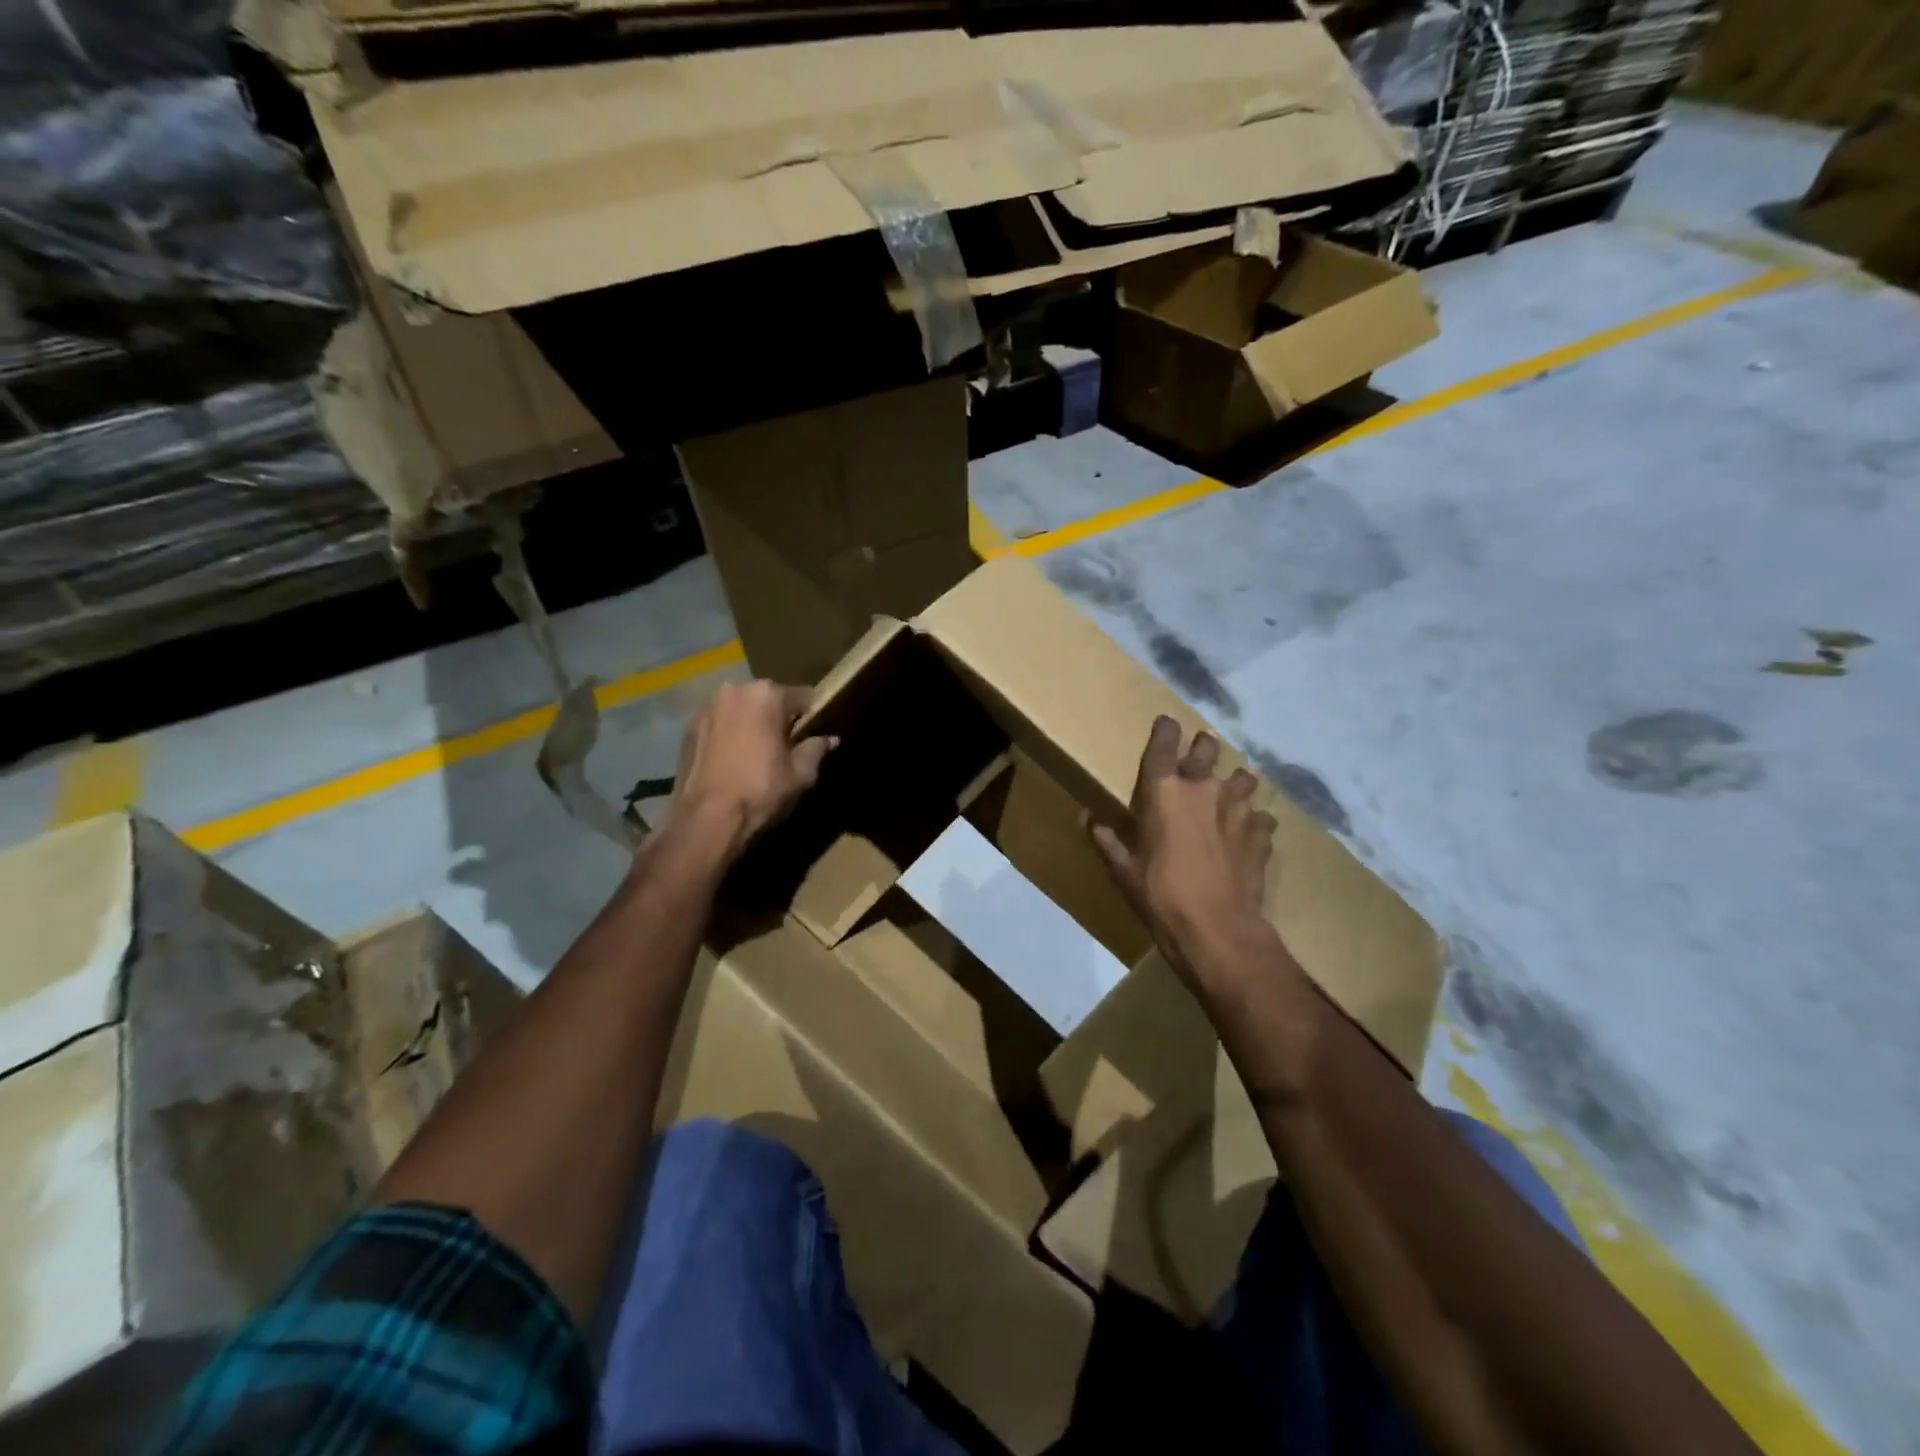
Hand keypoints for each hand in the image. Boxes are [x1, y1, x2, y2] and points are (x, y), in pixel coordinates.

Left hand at [667, 680, 835, 861]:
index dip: (811, 717)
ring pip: (740, 709)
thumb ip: (817, 748)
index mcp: (767, 694)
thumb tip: (831, 739)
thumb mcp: (801, 773)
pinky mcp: (688, 727)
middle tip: (784, 746)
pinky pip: (719, 724)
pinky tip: (731, 760)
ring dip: (750, 723)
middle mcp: (734, 690)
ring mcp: (707, 707)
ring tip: (755, 754)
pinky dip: (728, 734)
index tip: (812, 736)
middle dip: (777, 717)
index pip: (803, 697)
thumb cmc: (761, 790)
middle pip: (768, 698)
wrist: (706, 819)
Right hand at [1092, 716, 1279, 988]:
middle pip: (1208, 749)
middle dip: (1203, 746)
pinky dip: (1254, 820)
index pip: (1164, 745)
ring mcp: (1237, 810)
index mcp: (1164, 792)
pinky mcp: (1261, 834)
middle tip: (1200, 750)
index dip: (1165, 730)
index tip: (1166, 722)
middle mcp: (1203, 789)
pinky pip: (1261, 817)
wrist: (1217, 929)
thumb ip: (1108, 840)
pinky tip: (1249, 832)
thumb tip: (1089, 819)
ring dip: (1235, 781)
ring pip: (1243, 778)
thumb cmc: (1160, 895)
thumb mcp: (1124, 870)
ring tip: (1230, 791)